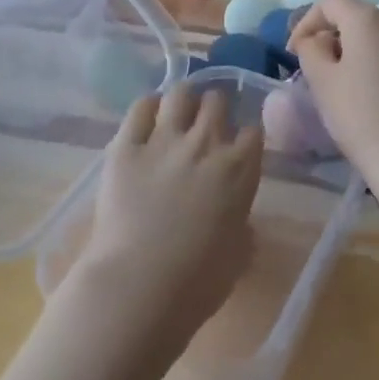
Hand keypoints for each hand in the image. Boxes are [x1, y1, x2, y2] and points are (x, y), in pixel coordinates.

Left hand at [72, 85, 262, 352]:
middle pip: (217, 100)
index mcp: (239, 170)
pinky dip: (147, 108)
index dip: (244, 138)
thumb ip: (240, 225)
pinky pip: (139, 107)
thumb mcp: (237, 255)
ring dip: (182, 101)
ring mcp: (164, 139)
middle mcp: (206, 143)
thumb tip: (236, 218)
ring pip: (180, 93)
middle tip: (205, 128)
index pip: (252, 131)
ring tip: (176, 115)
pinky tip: (147, 119)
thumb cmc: (197, 283)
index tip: (238, 148)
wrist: (139, 286)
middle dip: (214, 110)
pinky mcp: (126, 145)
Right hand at [291, 0, 378, 196]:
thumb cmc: (359, 115)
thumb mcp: (321, 80)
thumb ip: (311, 48)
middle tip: (319, 67)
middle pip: (359, 18)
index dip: (306, 23)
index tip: (294, 52)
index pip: (329, 3)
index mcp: (368, 20)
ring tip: (349, 83)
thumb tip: (318, 39)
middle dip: (335, 36)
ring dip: (362, 52)